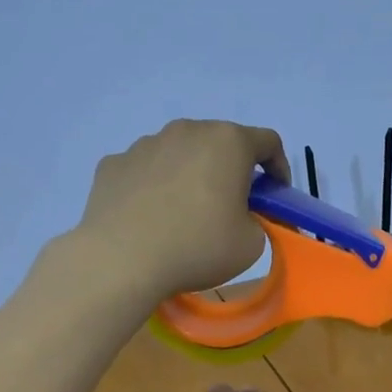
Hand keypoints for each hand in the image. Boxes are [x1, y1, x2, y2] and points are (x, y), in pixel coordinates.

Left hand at [75, 120, 289, 300]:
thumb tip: (241, 215)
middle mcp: (186, 131)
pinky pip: (145, 172)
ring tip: (184, 216)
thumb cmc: (198, 247)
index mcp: (228, 142)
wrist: (122, 260)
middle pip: (219, 144)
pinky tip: (149, 219)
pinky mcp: (113, 164)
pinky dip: (154, 189)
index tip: (275, 195)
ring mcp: (144, 144)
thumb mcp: (252, 244)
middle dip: (231, 171)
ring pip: (179, 155)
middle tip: (231, 207)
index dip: (279, 167)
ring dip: (190, 176)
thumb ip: (257, 221)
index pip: (268, 142)